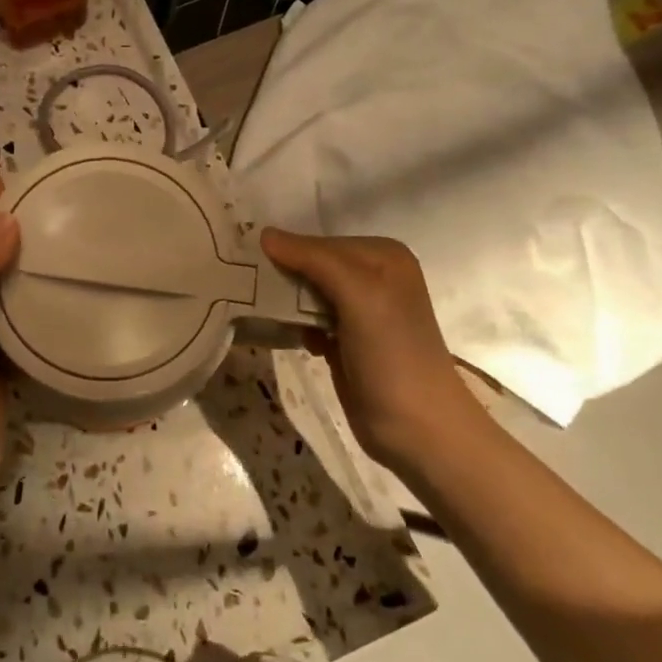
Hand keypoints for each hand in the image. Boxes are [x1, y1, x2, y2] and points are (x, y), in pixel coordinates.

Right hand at [259, 230, 476, 466]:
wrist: (416, 427)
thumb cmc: (392, 354)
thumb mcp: (358, 295)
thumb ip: (314, 260)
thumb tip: (264, 234)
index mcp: (382, 256)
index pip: (318, 242)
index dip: (285, 251)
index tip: (245, 261)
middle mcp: (372, 276)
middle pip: (311, 265)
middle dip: (283, 276)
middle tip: (245, 286)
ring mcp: (360, 310)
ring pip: (307, 293)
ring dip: (285, 302)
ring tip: (261, 310)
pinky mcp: (346, 339)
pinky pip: (308, 319)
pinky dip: (295, 325)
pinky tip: (291, 337)